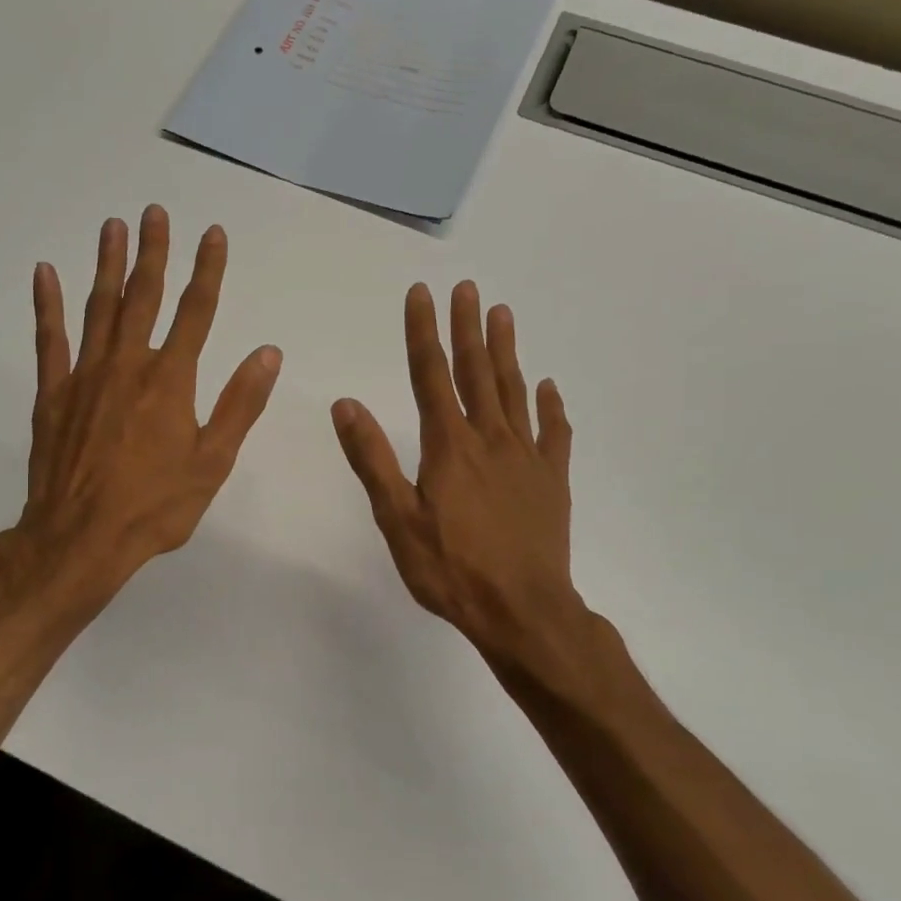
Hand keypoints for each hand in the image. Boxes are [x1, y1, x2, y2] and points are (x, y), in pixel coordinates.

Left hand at [12, 205, 281, 600]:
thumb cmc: (155, 506)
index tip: (213, 234)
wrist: (80, 539)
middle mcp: (128, 365)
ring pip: (98, 307)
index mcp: (171, 381)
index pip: (196, 312)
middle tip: (154, 211)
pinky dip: (47, 305)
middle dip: (153, 252)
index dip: (207, 270)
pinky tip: (45, 273)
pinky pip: (50, 339)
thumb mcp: (212, 462)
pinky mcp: (53, 394)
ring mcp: (85, 376)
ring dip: (107, 265)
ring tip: (112, 226)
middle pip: (143, 297)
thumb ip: (240, 405)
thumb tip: (267, 353)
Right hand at [332, 281, 630, 705]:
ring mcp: (526, 457)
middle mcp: (490, 439)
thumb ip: (372, 459)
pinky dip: (551, 406)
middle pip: (477, 372)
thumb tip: (346, 404)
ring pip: (515, 392)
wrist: (523, 612)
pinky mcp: (551, 480)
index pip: (431, 375)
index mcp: (449, 446)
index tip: (422, 294)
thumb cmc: (452, 570)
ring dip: (506, 351)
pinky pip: (553, 433)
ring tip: (503, 313)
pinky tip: (548, 386)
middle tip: (468, 288)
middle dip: (468, 327)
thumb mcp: (398, 519)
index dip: (424, 332)